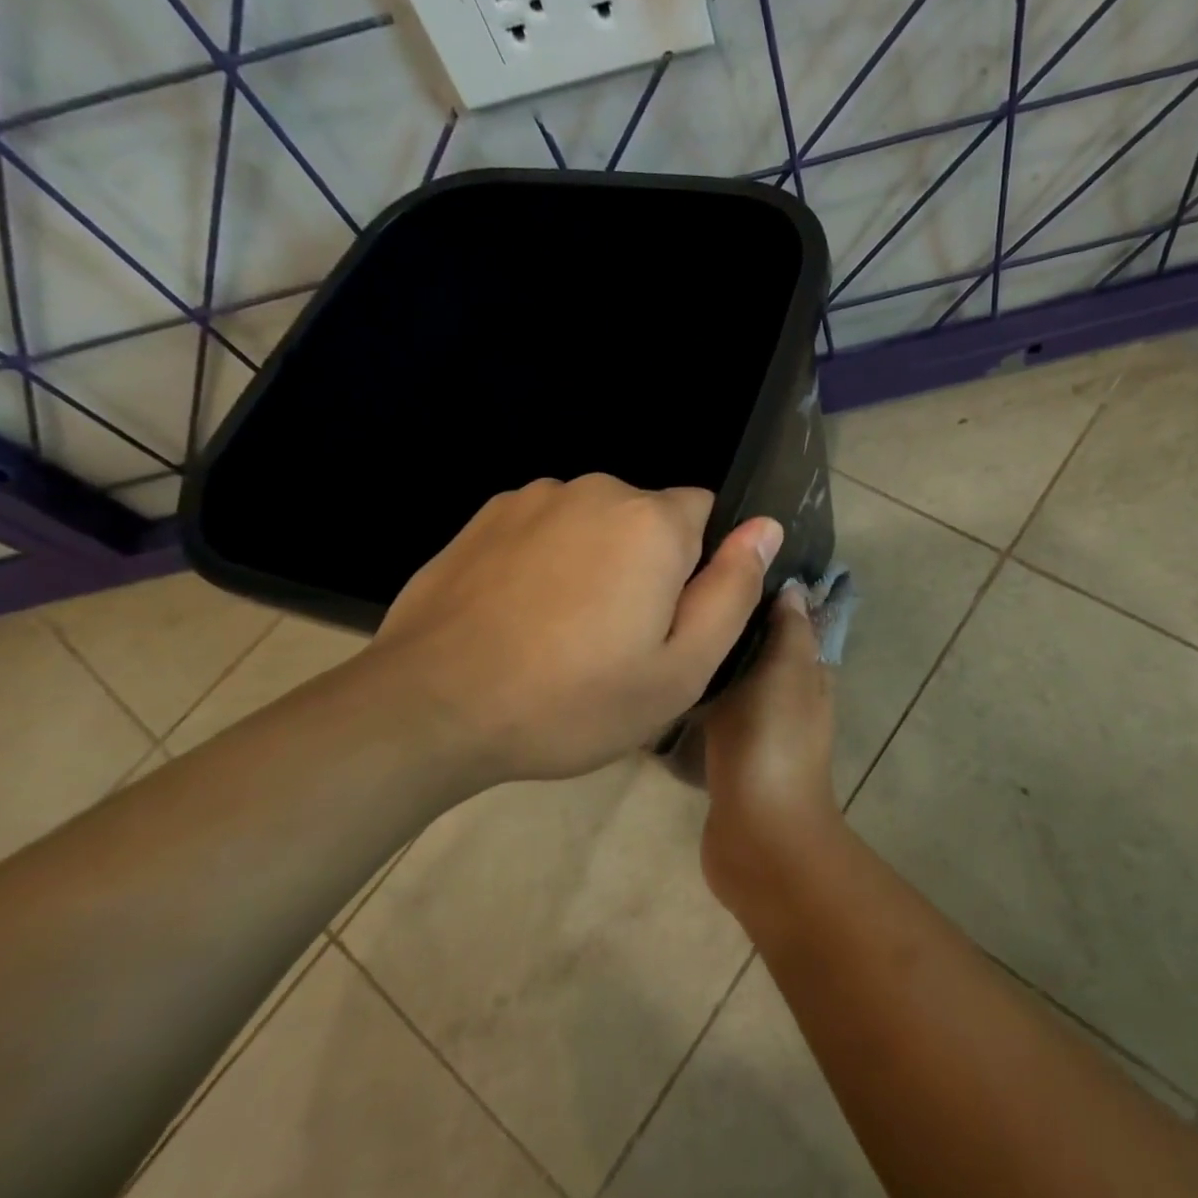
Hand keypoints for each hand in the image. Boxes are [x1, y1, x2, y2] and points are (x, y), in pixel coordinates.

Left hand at [360, 474, 780, 793]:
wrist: (432, 708)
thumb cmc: (573, 700)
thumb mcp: (680, 669)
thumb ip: (733, 591)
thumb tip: (765, 527)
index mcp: (652, 522)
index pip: (707, 514)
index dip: (698, 569)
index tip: (669, 621)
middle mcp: (597, 489)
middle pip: (650, 518)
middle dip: (649, 564)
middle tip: (618, 639)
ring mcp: (534, 497)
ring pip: (597, 522)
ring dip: (597, 561)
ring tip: (563, 631)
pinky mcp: (487, 515)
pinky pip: (547, 527)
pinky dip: (549, 559)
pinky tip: (521, 615)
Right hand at [699, 586, 845, 920]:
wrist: (759, 833)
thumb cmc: (773, 741)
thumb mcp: (786, 672)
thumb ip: (789, 630)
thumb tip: (791, 588)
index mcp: (809, 672)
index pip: (789, 619)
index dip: (763, 591)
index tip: (723, 561)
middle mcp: (788, 696)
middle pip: (758, 647)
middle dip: (730, 623)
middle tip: (682, 592)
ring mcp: (759, 729)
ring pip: (734, 680)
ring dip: (712, 660)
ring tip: (668, 628)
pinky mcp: (731, 755)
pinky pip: (714, 713)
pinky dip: (698, 696)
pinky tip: (666, 681)